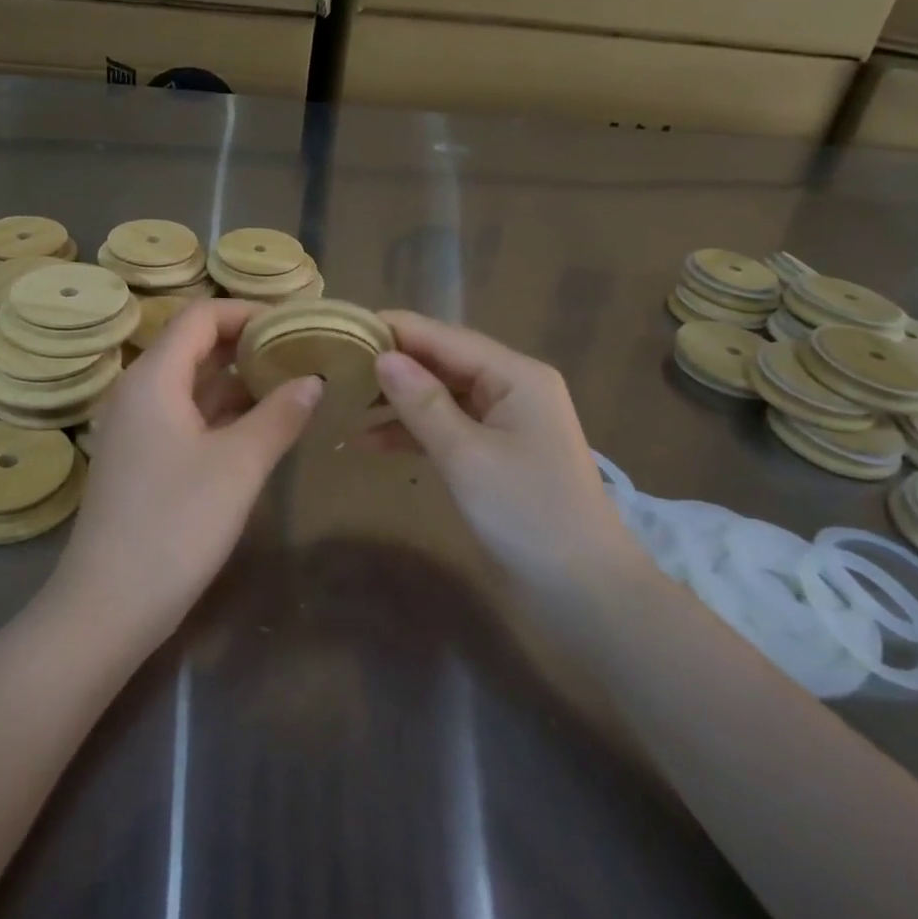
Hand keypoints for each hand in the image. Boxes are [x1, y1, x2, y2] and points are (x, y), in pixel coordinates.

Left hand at [51, 300, 320, 648]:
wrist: (110, 605)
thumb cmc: (176, 524)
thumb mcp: (239, 465)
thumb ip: (280, 415)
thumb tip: (313, 380)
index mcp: (153, 378)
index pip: (202, 316)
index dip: (249, 312)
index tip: (295, 324)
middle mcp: (139, 392)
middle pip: (195, 346)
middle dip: (248, 344)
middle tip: (301, 352)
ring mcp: (137, 428)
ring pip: (192, 383)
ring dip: (238, 379)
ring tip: (292, 382)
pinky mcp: (142, 458)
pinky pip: (186, 415)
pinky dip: (223, 411)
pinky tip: (261, 424)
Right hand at [370, 311, 642, 589]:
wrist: (583, 591)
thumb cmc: (527, 514)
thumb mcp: (467, 456)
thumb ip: (422, 403)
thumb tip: (382, 357)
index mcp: (515, 375)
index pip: (445, 337)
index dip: (395, 330)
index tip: (343, 327)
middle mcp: (512, 387)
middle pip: (443, 362)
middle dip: (392, 365)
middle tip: (334, 365)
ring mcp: (505, 421)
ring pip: (441, 396)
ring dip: (398, 400)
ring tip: (343, 401)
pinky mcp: (496, 453)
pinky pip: (448, 427)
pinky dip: (413, 432)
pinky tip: (370, 440)